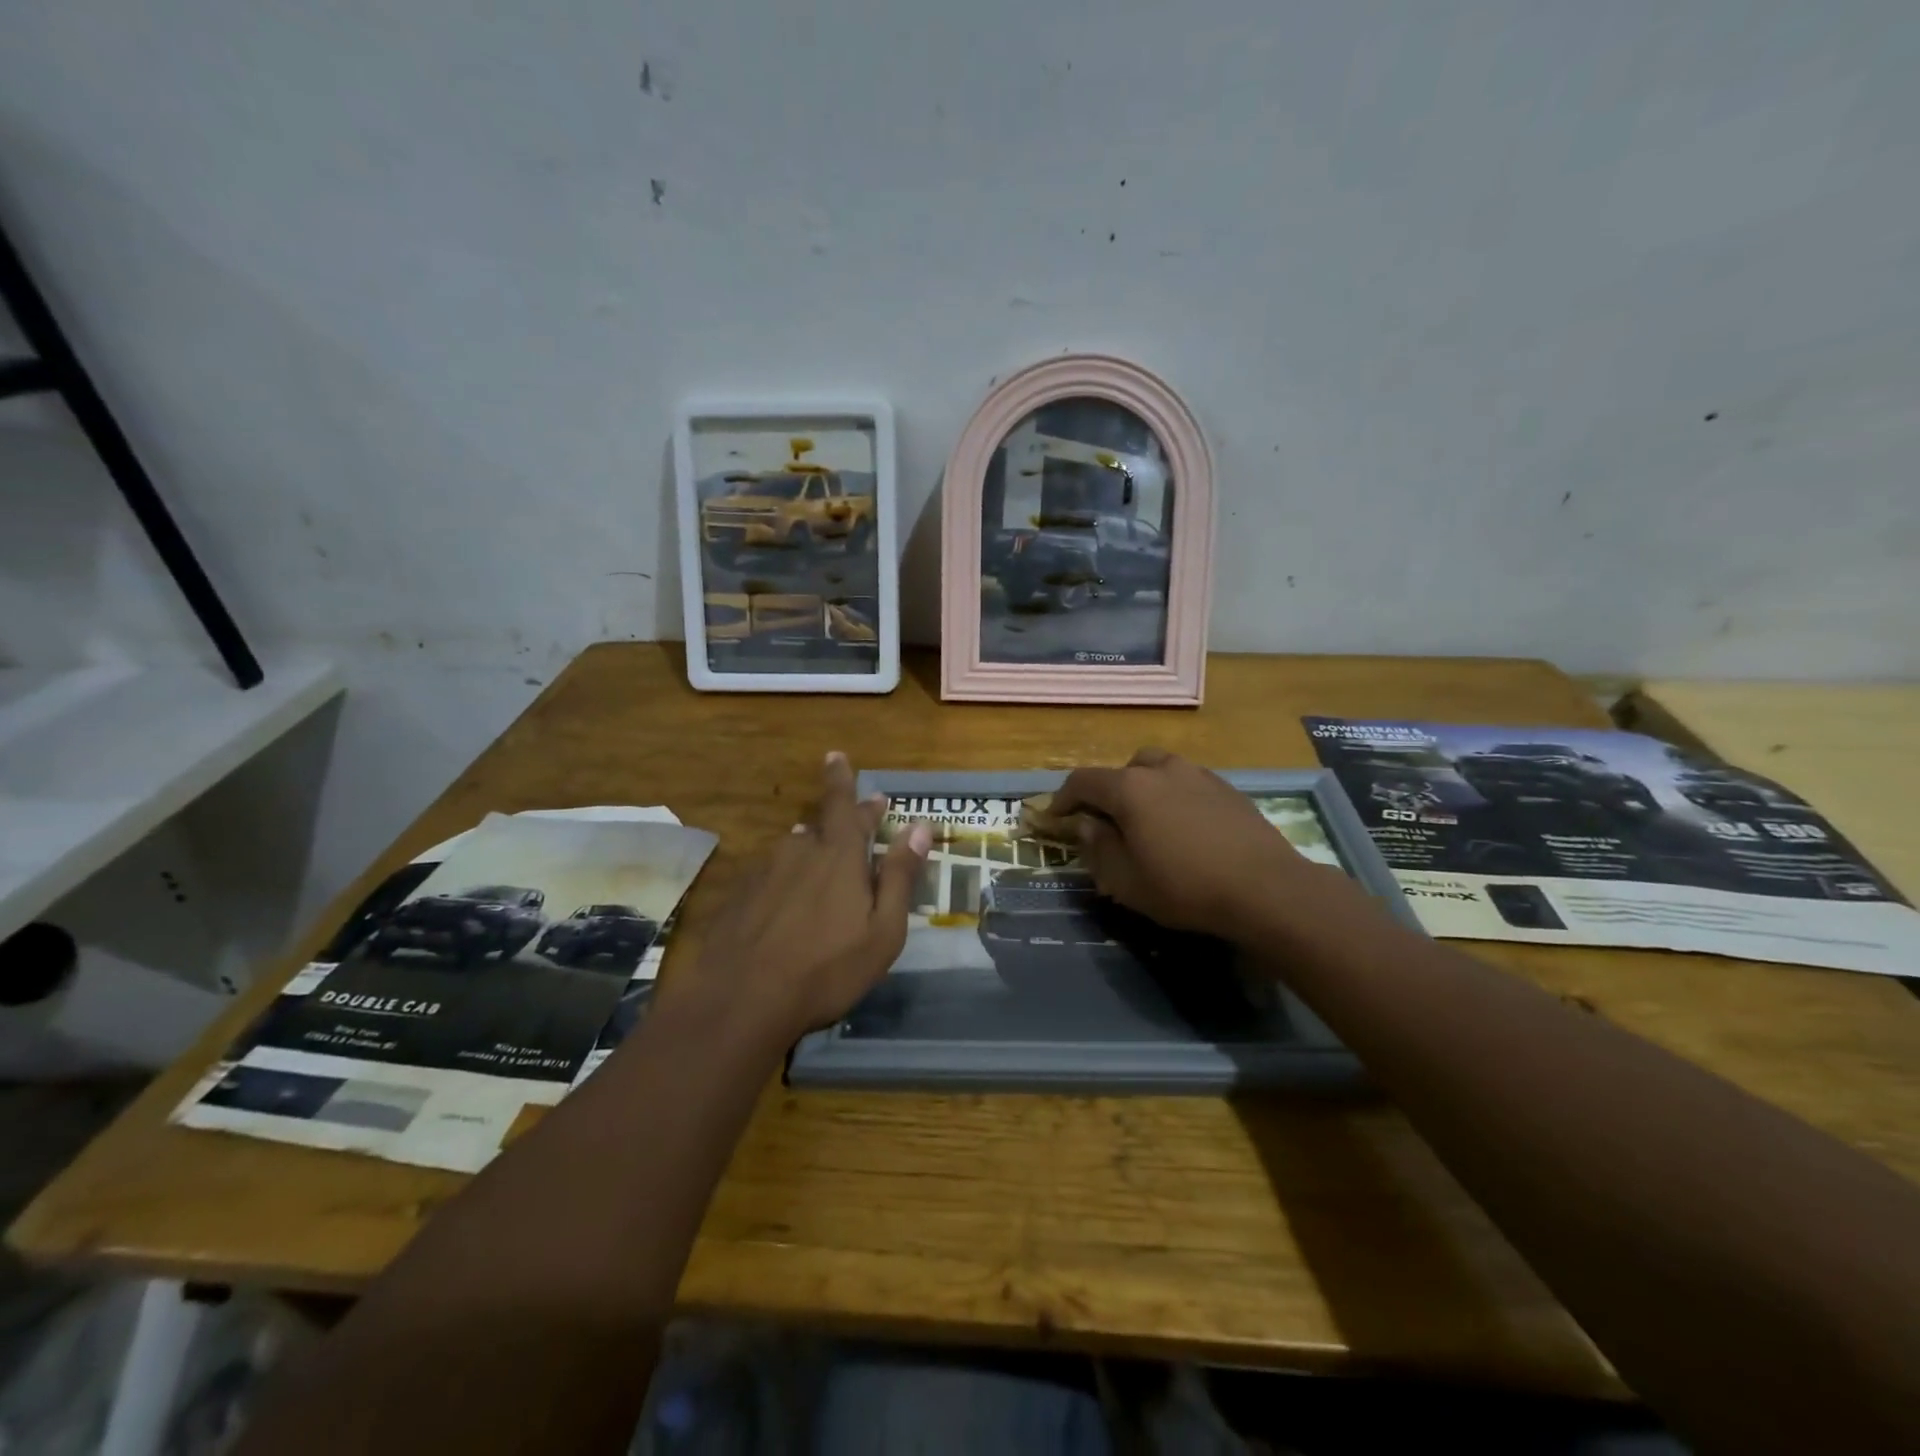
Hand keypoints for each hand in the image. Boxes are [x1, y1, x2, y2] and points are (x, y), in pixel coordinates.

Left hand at [689, 752, 930, 1041]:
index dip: (843, 779)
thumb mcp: (883, 929)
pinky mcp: (739, 896)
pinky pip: (771, 874)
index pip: (844, 804)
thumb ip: (901, 875)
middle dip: (843, 817)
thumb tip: (920, 826)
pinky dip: (786, 877)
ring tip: (824, 859)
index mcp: (838, 855)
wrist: (741, 1001)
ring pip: (794, 849)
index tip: (836, 756)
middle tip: (860, 812)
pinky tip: (786, 900)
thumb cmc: (827, 968)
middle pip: (823, 825)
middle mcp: (798, 851)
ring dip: (813, 848)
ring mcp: (763, 872)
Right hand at [1052, 748, 1340, 940]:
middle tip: (1107, 822)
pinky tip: (1185, 829)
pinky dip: (1174, 797)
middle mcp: (1162, 770)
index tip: (1055, 819)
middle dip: (1108, 791)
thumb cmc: (1184, 887)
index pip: (1083, 781)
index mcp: (1130, 788)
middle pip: (1124, 769)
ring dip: (1144, 790)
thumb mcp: (1125, 880)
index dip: (1063, 799)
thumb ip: (1097, 847)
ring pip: (1159, 771)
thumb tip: (1085, 825)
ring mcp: (1199, 775)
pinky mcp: (1227, 789)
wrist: (1266, 888)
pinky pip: (1187, 784)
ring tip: (1148, 822)